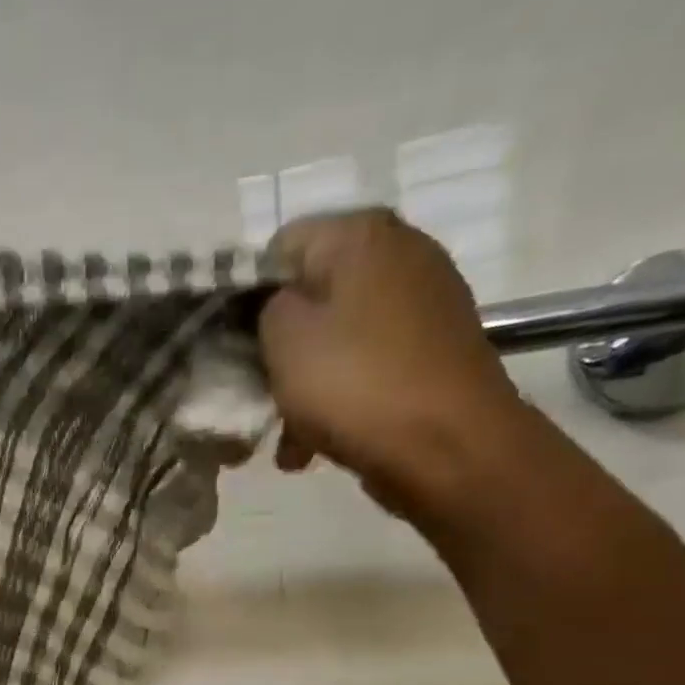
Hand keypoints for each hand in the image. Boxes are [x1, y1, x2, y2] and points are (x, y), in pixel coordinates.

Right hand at [259, 209, 525, 519]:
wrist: (448, 446)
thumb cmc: (356, 384)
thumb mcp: (283, 339)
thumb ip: (266, 309)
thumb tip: (280, 308)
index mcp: (362, 236)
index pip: (282, 246)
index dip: (250, 295)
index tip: (236, 346)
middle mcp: (401, 255)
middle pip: (313, 298)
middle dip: (279, 351)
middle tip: (259, 398)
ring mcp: (425, 306)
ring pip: (338, 341)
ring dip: (305, 388)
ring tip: (286, 441)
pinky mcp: (434, 355)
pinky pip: (368, 370)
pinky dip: (340, 402)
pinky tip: (315, 448)